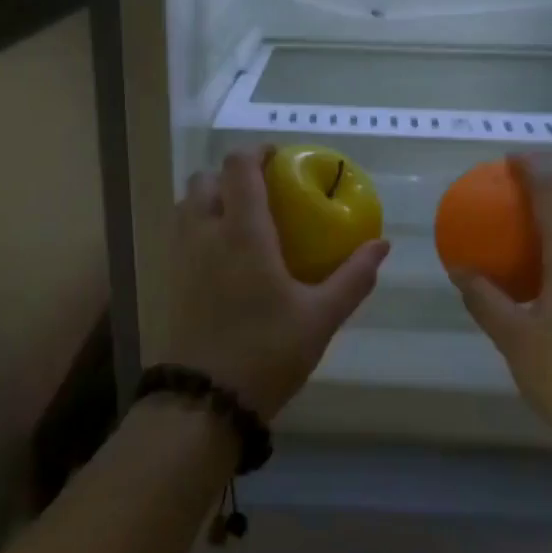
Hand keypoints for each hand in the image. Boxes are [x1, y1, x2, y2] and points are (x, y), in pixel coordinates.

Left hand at [160, 147, 390, 420]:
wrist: (205, 401)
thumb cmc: (267, 352)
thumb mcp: (320, 317)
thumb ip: (353, 277)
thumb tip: (381, 245)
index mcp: (242, 232)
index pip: (238, 167)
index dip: (257, 151)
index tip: (279, 156)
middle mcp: (204, 233)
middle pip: (206, 179)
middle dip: (231, 175)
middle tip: (264, 191)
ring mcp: (181, 257)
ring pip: (188, 205)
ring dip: (212, 198)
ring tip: (243, 219)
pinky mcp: (170, 280)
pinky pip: (181, 233)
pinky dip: (200, 225)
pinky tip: (225, 256)